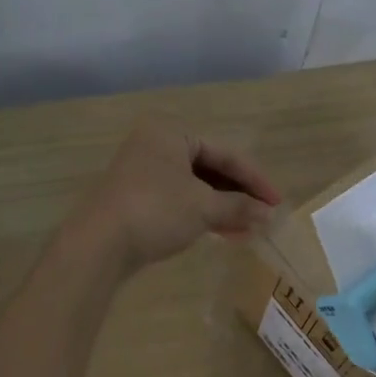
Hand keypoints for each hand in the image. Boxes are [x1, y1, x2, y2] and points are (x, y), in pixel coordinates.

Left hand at [75, 116, 280, 275]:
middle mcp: (156, 144)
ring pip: (196, 186)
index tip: (277, 203)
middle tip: (264, 216)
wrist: (99, 245)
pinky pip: (181, 200)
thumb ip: (239, 206)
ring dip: (224, 207)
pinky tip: (225, 233)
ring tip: (249, 229)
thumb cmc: (156, 211)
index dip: (255, 179)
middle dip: (239, 195)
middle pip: (211, 168)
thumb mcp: (204, 207)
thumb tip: (269, 215)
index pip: (226, 153)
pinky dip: (203, 214)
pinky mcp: (138, 197)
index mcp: (172, 131)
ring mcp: (144, 171)